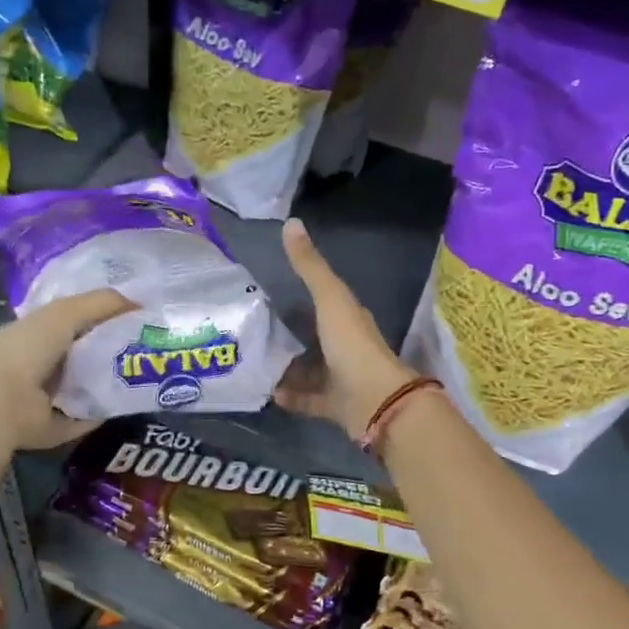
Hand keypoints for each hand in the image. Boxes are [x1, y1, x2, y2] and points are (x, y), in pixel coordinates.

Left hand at [0, 288, 133, 450]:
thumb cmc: (28, 348)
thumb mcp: (65, 313)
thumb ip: (102, 303)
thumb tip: (140, 303)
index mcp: (40, 334)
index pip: (78, 322)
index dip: (107, 318)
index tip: (139, 320)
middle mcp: (43, 364)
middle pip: (88, 355)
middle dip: (117, 351)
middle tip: (152, 350)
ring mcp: (48, 398)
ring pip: (90, 386)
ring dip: (114, 383)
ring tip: (148, 376)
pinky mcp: (56, 426)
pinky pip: (87, 416)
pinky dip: (104, 412)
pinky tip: (128, 403)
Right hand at [273, 218, 414, 438]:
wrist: (375, 401)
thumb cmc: (352, 345)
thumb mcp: (329, 299)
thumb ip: (310, 266)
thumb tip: (290, 222)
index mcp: (349, 318)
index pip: (325, 301)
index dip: (302, 295)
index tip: (270, 292)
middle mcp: (347, 347)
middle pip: (314, 337)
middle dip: (288, 334)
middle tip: (253, 329)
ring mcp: (342, 378)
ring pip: (310, 370)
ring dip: (286, 367)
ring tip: (254, 361)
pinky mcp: (336, 406)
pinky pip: (308, 400)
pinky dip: (291, 396)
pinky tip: (269, 392)